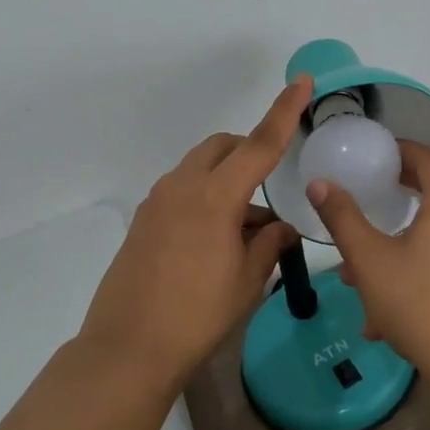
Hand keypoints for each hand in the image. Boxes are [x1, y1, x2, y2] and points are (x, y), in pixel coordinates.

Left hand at [79, 75, 312, 391]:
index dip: (284, 111)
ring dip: (227, 180)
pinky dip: (205, 197)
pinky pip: (182, 191)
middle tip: (271, 186)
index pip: (259, 144)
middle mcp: (182, 186)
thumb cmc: (198, 315)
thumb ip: (269, 244)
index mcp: (214, 196)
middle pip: (223, 147)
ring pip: (200, 168)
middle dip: (250, 151)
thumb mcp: (247, 280)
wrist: (128, 348)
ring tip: (246, 230)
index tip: (301, 81)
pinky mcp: (143, 220)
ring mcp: (157, 201)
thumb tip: (280, 228)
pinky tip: (214, 241)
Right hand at [309, 142, 429, 378]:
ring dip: (400, 244)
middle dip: (391, 205)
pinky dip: (423, 264)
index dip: (392, 153)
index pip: (422, 155)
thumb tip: (320, 183)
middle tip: (361, 207)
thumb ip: (343, 217)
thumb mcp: (370, 259)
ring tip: (362, 276)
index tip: (365, 161)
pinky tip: (390, 305)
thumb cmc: (421, 303)